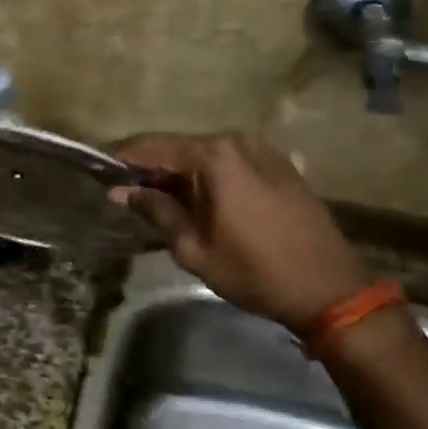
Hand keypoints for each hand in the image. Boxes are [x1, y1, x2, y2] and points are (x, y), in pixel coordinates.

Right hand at [110, 131, 370, 334]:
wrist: (329, 288)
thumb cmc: (254, 270)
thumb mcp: (193, 247)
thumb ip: (156, 211)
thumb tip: (121, 191)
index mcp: (213, 155)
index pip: (152, 147)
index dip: (122, 158)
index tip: (98, 168)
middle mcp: (237, 140)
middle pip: (180, 148)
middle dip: (152, 168)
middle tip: (126, 192)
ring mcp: (263, 149)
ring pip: (206, 156)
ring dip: (181, 174)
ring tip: (160, 200)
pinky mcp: (280, 164)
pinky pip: (231, 162)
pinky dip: (210, 176)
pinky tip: (200, 200)